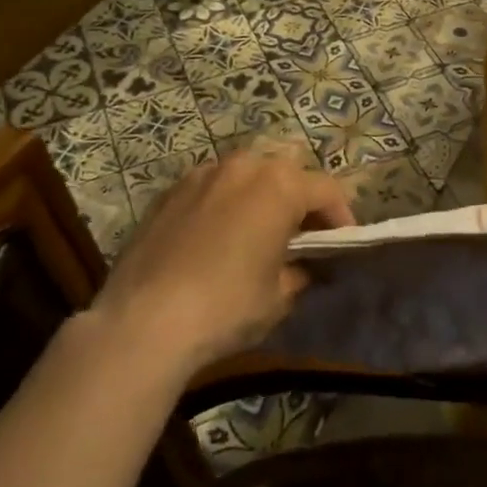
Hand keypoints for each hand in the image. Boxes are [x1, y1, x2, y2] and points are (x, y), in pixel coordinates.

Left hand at [89, 152, 353, 374]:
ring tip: (258, 233)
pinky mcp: (169, 192)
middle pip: (287, 174)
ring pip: (246, 176)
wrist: (143, 321)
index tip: (342, 245)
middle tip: (302, 237)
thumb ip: (300, 271)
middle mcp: (244, 166)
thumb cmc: (227, 305)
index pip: (328, 190)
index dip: (342, 217)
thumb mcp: (279, 295)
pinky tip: (217, 238)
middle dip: (300, 201)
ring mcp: (201, 174)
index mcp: (280, 184)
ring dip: (261, 197)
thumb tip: (304, 266)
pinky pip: (212, 188)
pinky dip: (225, 204)